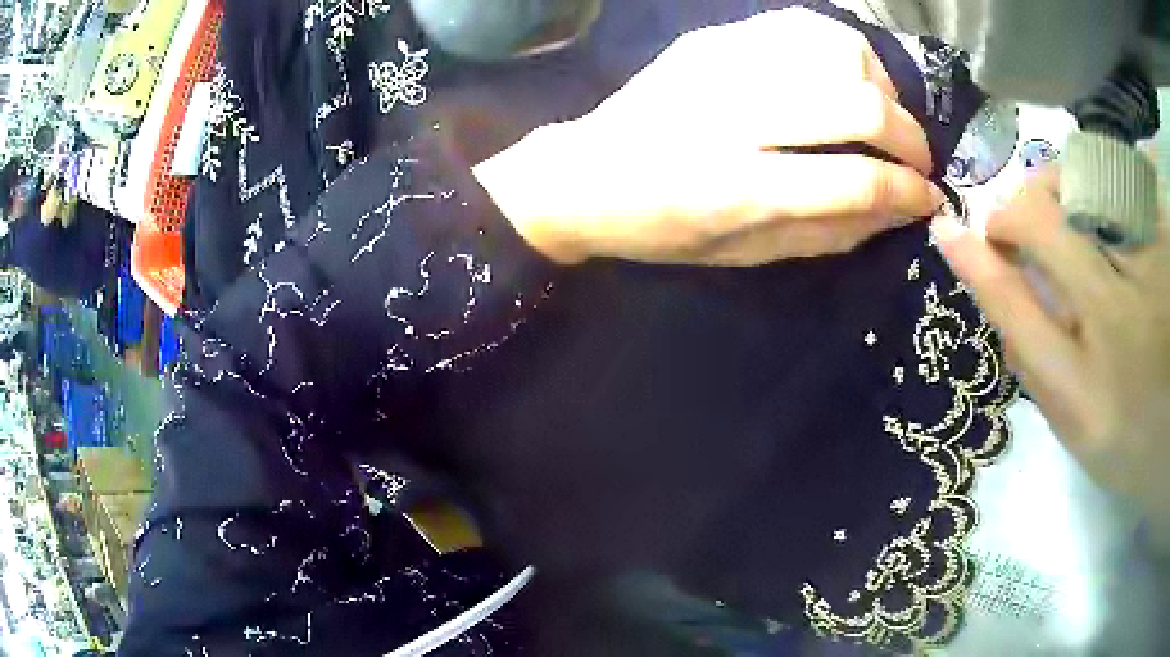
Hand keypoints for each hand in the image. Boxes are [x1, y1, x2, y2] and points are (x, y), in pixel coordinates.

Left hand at [474, 8, 944, 265]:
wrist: (586, 174)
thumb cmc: (663, 229)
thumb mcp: (745, 255)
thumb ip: (829, 234)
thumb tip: (898, 211)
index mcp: (736, 189)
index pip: (855, 181)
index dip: (907, 191)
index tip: (929, 197)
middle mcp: (733, 114)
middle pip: (857, 105)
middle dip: (909, 136)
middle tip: (918, 159)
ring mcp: (720, 63)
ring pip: (836, 50)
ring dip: (881, 85)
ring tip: (884, 116)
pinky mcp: (712, 38)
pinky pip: (801, 26)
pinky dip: (843, 50)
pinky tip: (846, 77)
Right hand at [933, 167, 1169, 532]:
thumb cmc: (1133, 437)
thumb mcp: (1082, 427)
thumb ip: (1038, 367)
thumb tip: (999, 294)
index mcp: (1088, 395)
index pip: (1018, 312)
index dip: (979, 265)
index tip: (949, 230)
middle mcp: (1118, 327)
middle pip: (1047, 228)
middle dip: (1016, 213)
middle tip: (1013, 225)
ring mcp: (1149, 273)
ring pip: (1082, 185)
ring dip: (1053, 185)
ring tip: (1051, 204)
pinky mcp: (1163, 237)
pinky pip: (1119, 176)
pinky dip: (1095, 174)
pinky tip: (1093, 194)